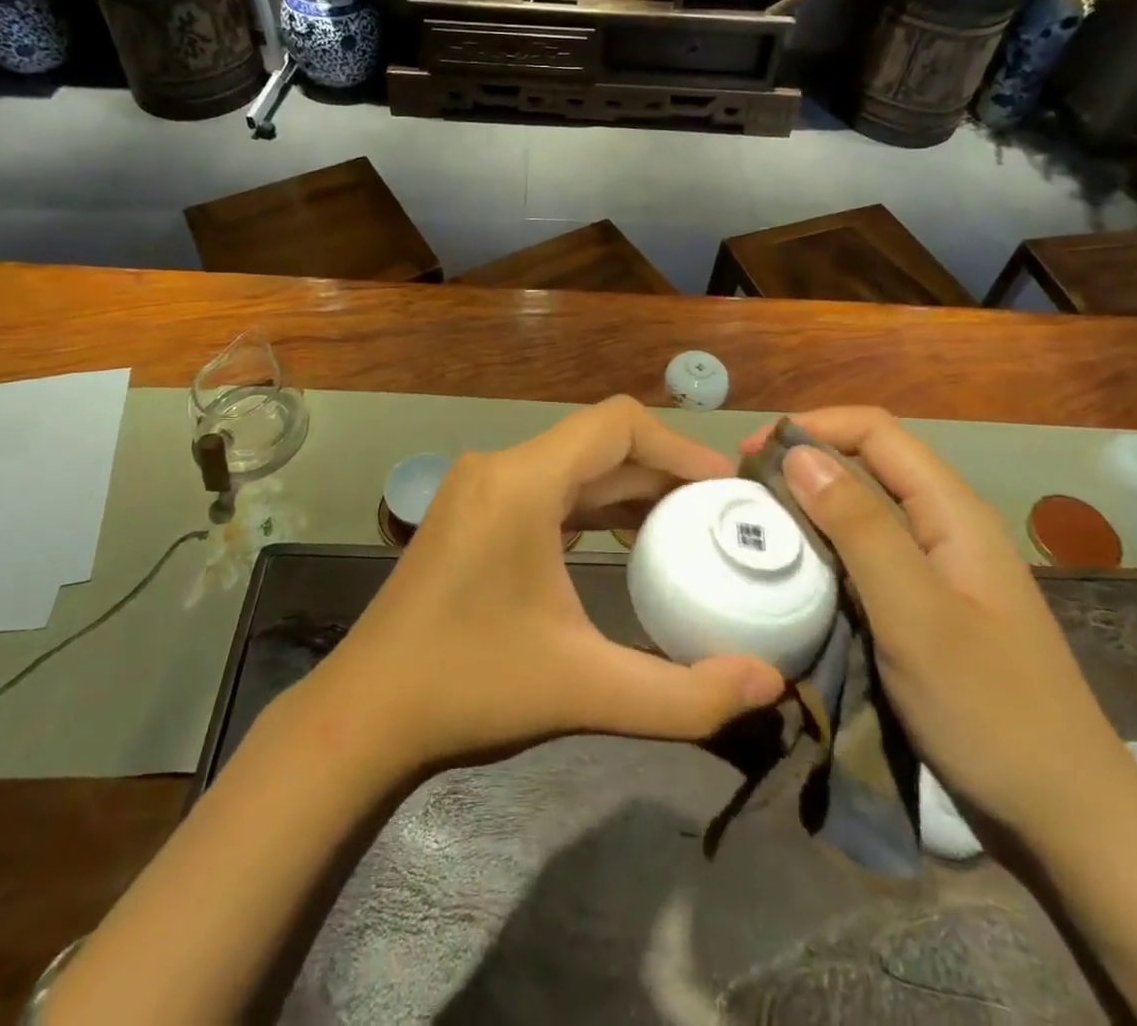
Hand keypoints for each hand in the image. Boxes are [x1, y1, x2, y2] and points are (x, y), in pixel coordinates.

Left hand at [305, 397, 786, 778]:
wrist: (366, 714)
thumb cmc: (470, 688)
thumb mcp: (587, 692)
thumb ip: (686, 695)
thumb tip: (770, 684)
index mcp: (522, 483)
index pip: (616, 424)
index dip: (678, 446)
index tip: (724, 490)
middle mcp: (499, 467)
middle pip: (598, 443)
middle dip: (663, 472)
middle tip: (719, 515)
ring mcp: (480, 487)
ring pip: (573, 465)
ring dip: (629, 488)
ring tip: (686, 527)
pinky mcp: (472, 511)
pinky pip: (548, 488)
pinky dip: (593, 504)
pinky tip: (626, 541)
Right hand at [743, 407, 1136, 842]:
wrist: (1067, 822)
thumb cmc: (990, 711)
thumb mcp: (915, 614)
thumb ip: (860, 527)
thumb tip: (798, 453)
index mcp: (953, 512)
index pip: (875, 431)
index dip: (812, 427)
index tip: (752, 455)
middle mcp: (946, 527)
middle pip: (868, 464)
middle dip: (804, 464)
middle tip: (744, 494)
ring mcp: (939, 569)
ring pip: (865, 511)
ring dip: (811, 507)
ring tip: (759, 527)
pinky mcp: (927, 606)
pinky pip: (868, 556)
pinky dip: (826, 549)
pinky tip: (797, 572)